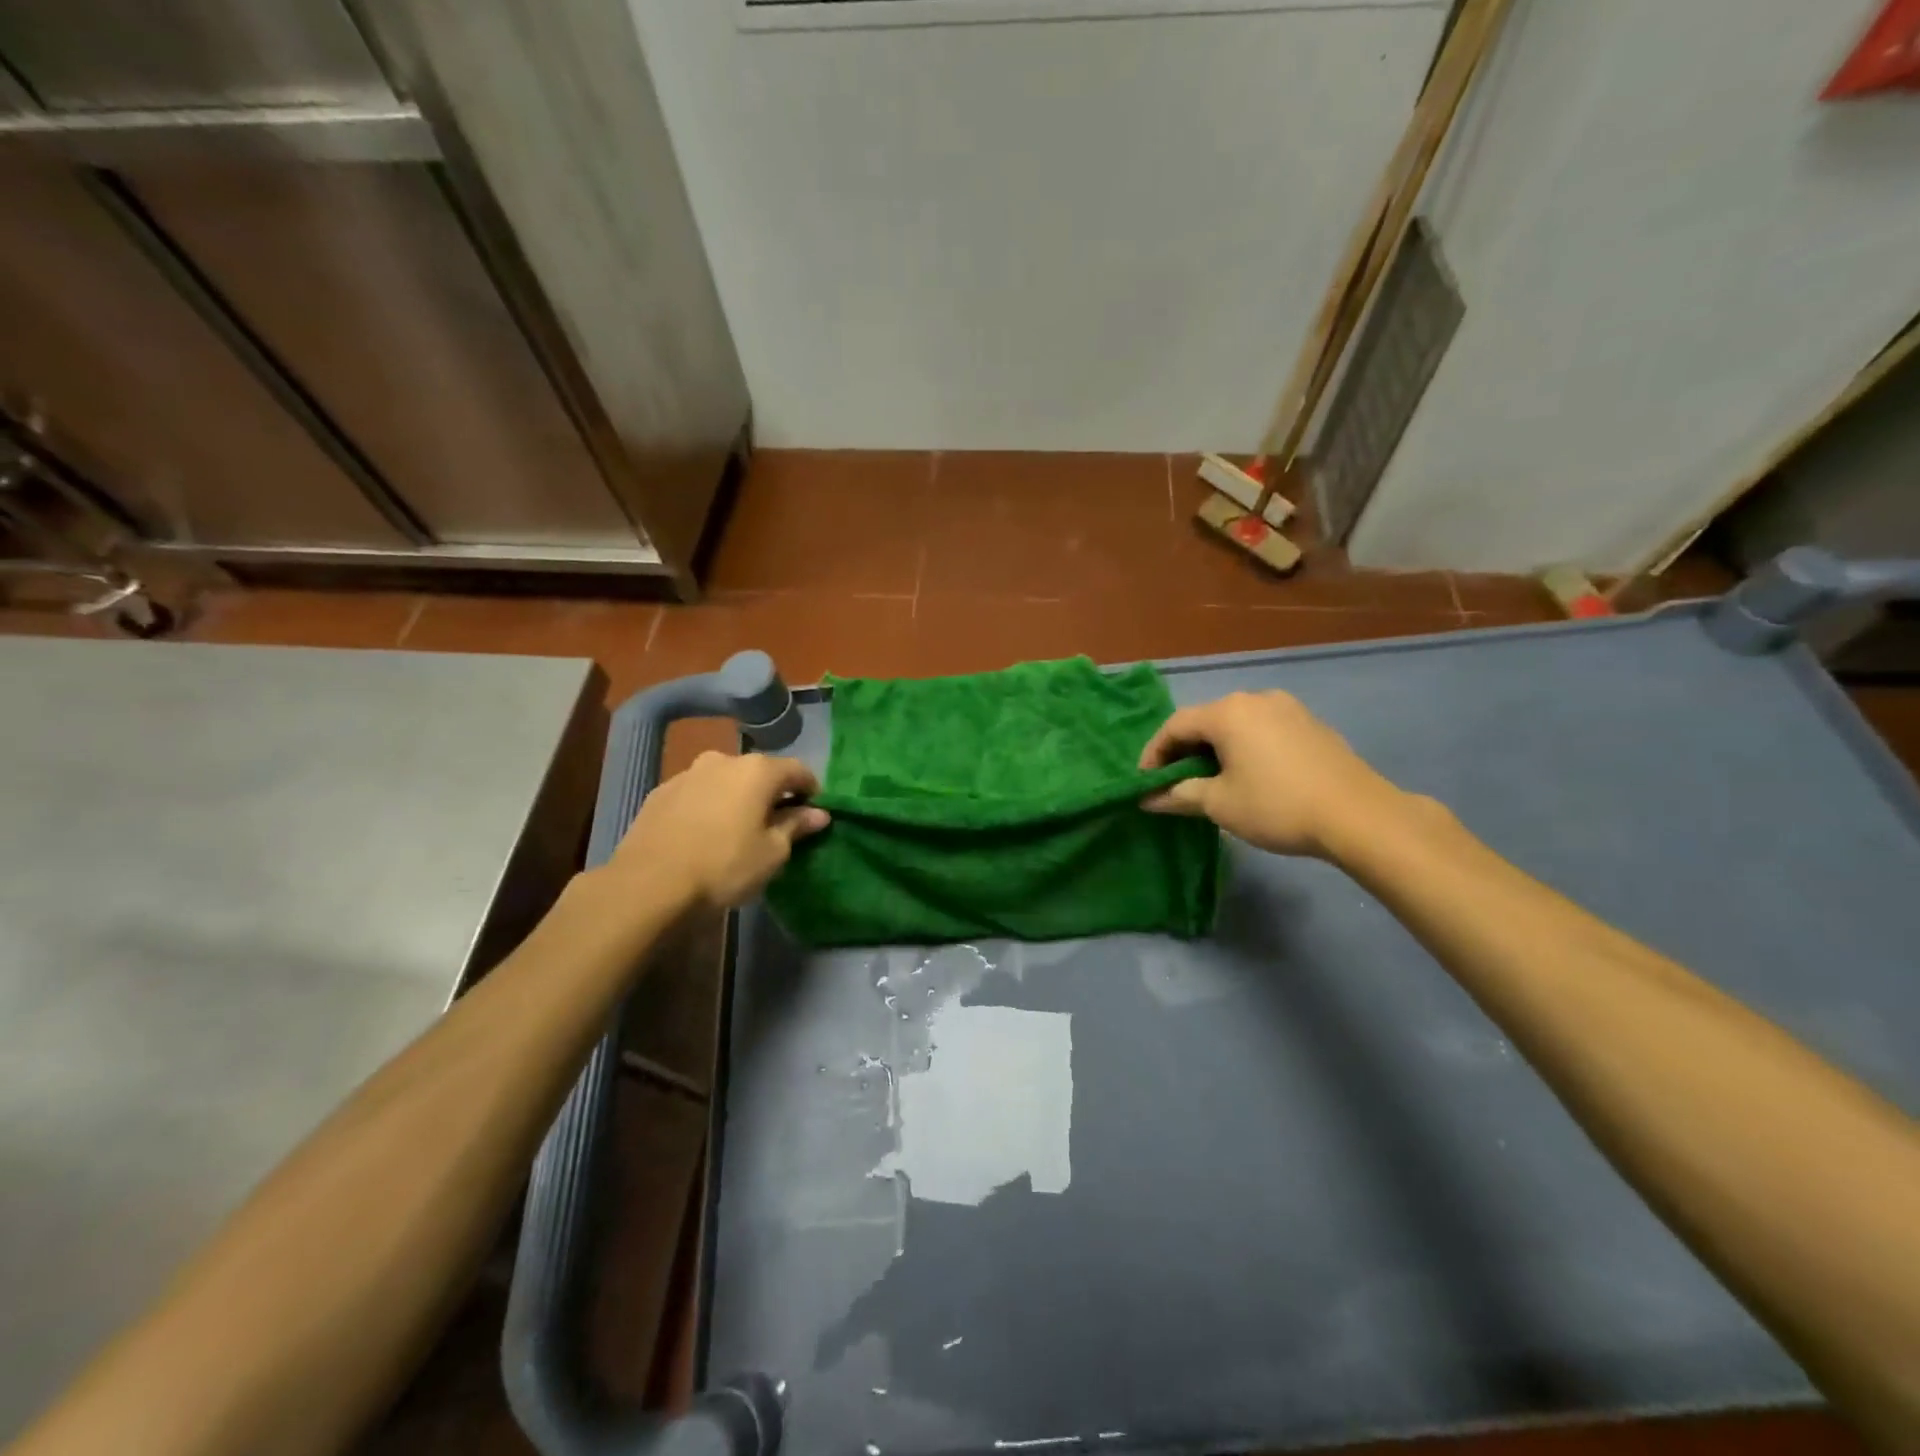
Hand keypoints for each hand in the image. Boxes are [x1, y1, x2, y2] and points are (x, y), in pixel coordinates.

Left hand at [611, 751, 829, 909]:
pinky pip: (697, 793)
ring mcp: (688, 774)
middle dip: (772, 793)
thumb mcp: (772, 853)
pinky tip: (704, 834)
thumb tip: (818, 813)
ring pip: (725, 780)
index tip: (814, 813)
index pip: (798, 771)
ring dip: (737, 798)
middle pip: (759, 772)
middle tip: (776, 824)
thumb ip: (796, 826)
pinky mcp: (660, 792)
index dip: (811, 790)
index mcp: (758, 770)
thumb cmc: (724, 866)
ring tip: (737, 829)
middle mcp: (723, 760)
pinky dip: (709, 806)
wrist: (648, 884)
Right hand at [1138, 691, 1406, 857]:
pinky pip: (1263, 730)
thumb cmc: (1277, 806)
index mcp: (1228, 712)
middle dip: (1184, 751)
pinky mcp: (1310, 724)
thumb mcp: (1220, 803)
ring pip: (1236, 724)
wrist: (1359, 815)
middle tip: (1174, 782)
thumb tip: (1147, 798)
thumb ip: (1178, 795)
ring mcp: (1288, 708)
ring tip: (1210, 780)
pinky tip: (1249, 774)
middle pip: (1206, 721)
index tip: (1145, 782)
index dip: (1154, 753)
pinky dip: (1245, 748)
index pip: (1175, 725)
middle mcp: (1256, 699)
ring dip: (1216, 749)